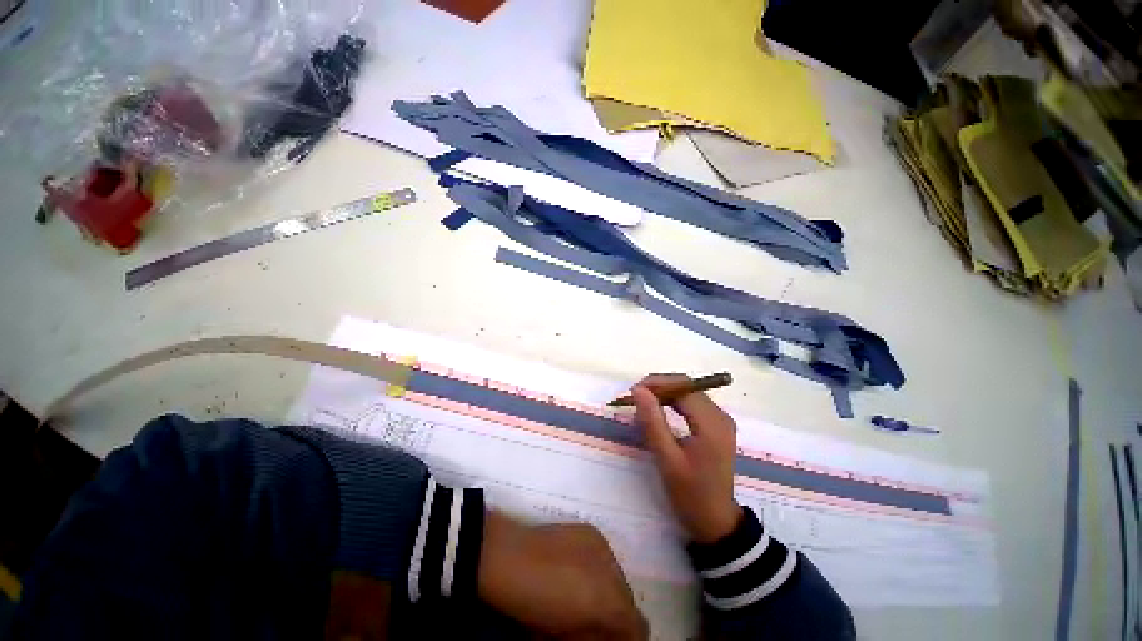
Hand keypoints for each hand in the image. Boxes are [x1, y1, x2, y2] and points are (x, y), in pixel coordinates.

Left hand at [478, 512, 647, 639]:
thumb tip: (611, 635)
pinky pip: (605, 557)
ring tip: (579, 596)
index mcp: (609, 602)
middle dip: (615, 613)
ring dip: (607, 591)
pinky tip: (575, 571)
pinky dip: (597, 569)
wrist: (505, 558)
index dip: (624, 636)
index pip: (636, 626)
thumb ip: (595, 636)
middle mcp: (615, 572)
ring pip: (618, 578)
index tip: (603, 638)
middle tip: (588, 622)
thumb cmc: (532, 607)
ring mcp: (604, 547)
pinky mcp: (592, 532)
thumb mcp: (565, 635)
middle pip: (628, 601)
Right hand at [632, 374, 742, 543]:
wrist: (716, 523)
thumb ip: (652, 421)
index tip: (633, 392)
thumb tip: (638, 390)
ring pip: (688, 392)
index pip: (683, 387)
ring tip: (643, 403)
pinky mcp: (717, 426)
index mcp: (712, 423)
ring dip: (664, 393)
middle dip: (659, 386)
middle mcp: (720, 415)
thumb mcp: (667, 459)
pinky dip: (673, 402)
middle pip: (687, 386)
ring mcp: (721, 420)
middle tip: (635, 397)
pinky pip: (692, 403)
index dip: (656, 383)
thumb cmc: (690, 494)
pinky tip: (659, 410)